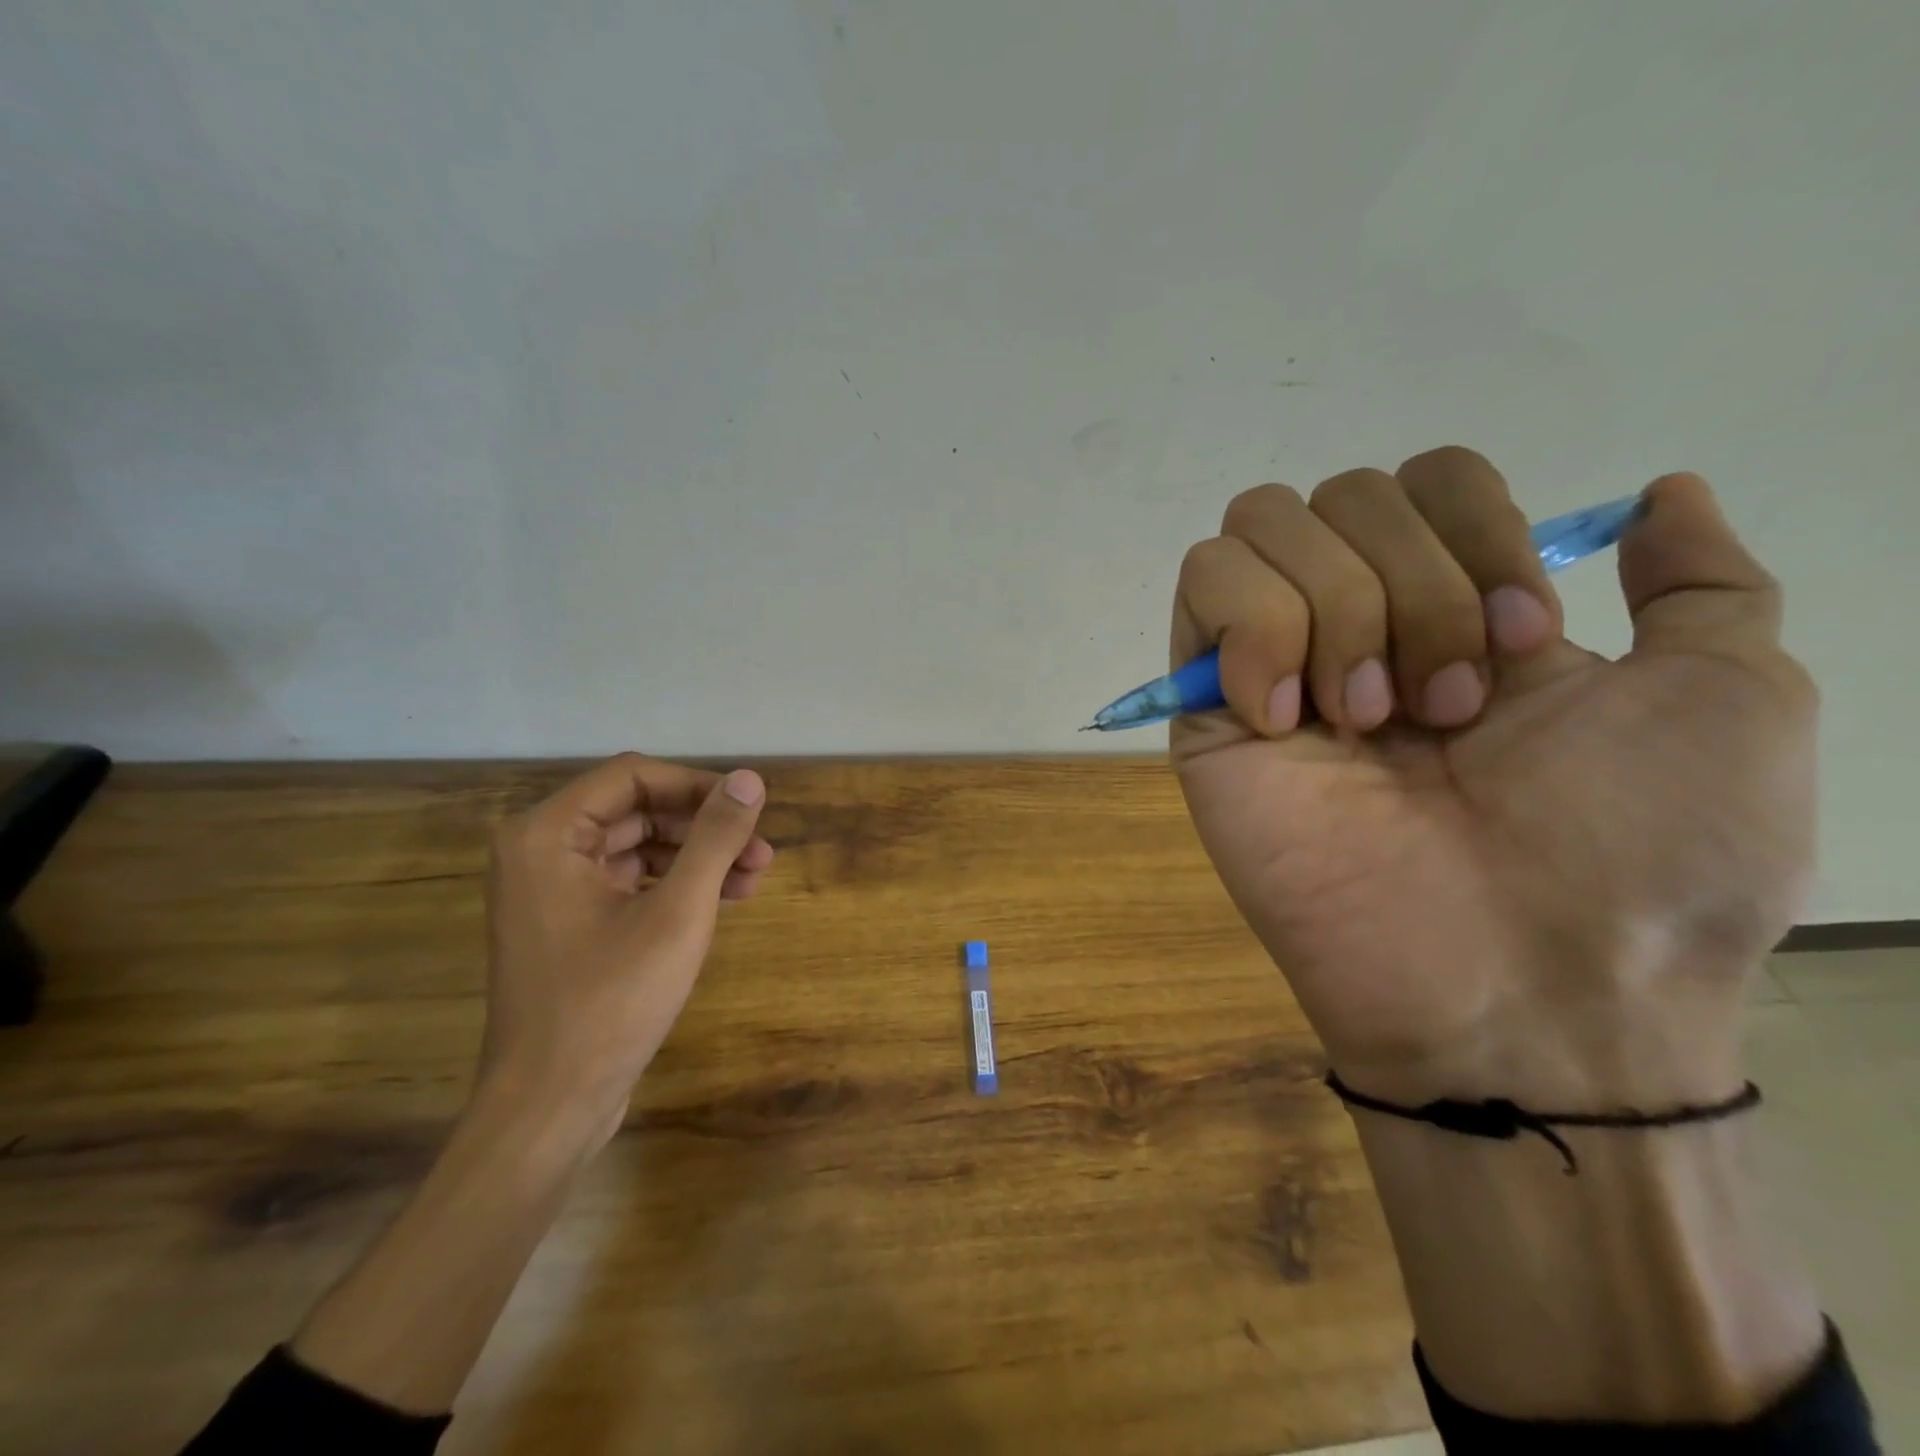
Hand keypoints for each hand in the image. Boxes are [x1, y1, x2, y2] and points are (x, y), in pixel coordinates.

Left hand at [478, 754, 773, 1141]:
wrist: (550, 1107)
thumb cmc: (610, 1001)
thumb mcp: (678, 911)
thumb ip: (715, 837)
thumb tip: (750, 779)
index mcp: (547, 834)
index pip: (634, 776)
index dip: (698, 786)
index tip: (749, 811)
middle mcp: (539, 851)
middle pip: (638, 809)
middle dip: (703, 828)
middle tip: (761, 854)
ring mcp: (550, 890)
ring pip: (638, 846)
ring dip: (697, 857)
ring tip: (753, 880)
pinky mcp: (567, 924)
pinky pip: (628, 881)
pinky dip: (675, 885)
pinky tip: (722, 900)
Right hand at [1173, 448, 1816, 1109]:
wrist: (1517, 984)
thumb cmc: (1637, 855)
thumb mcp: (1728, 700)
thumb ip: (1701, 586)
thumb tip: (1658, 495)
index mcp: (1461, 610)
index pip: (1426, 477)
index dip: (1476, 528)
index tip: (1525, 644)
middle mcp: (1359, 622)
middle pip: (1342, 492)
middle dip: (1414, 583)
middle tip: (1447, 708)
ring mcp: (1272, 663)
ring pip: (1263, 526)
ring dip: (1338, 610)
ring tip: (1368, 721)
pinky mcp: (1205, 705)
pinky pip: (1204, 588)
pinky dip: (1257, 630)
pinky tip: (1288, 719)